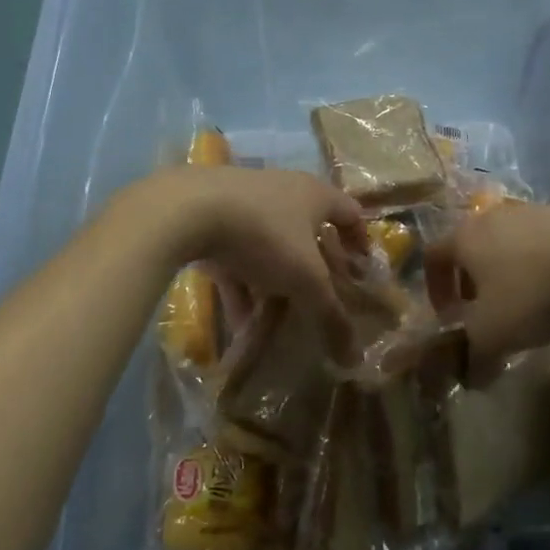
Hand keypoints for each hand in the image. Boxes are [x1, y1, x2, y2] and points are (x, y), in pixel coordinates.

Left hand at [143, 166, 366, 362]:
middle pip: (309, 231)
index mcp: (315, 195)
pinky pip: (235, 256)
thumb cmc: (264, 236)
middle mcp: (284, 190)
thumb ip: (331, 316)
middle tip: (320, 298)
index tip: (362, 271)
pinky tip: (239, 320)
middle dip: (315, 268)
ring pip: (270, 246)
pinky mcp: (210, 217)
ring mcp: (244, 202)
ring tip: (276, 320)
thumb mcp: (305, 280)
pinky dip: (241, 285)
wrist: (186, 210)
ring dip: (274, 282)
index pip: (351, 213)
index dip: (361, 241)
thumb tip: (355, 358)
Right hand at [424, 203, 549, 381]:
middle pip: (470, 248)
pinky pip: (539, 242)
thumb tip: (471, 378)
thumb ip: (476, 356)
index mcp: (464, 238)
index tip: (448, 316)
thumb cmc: (532, 290)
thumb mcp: (495, 334)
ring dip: (507, 273)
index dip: (435, 288)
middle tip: (485, 313)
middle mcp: (490, 217)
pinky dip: (538, 265)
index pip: (433, 256)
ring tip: (525, 303)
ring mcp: (530, 211)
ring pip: (506, 244)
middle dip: (472, 282)